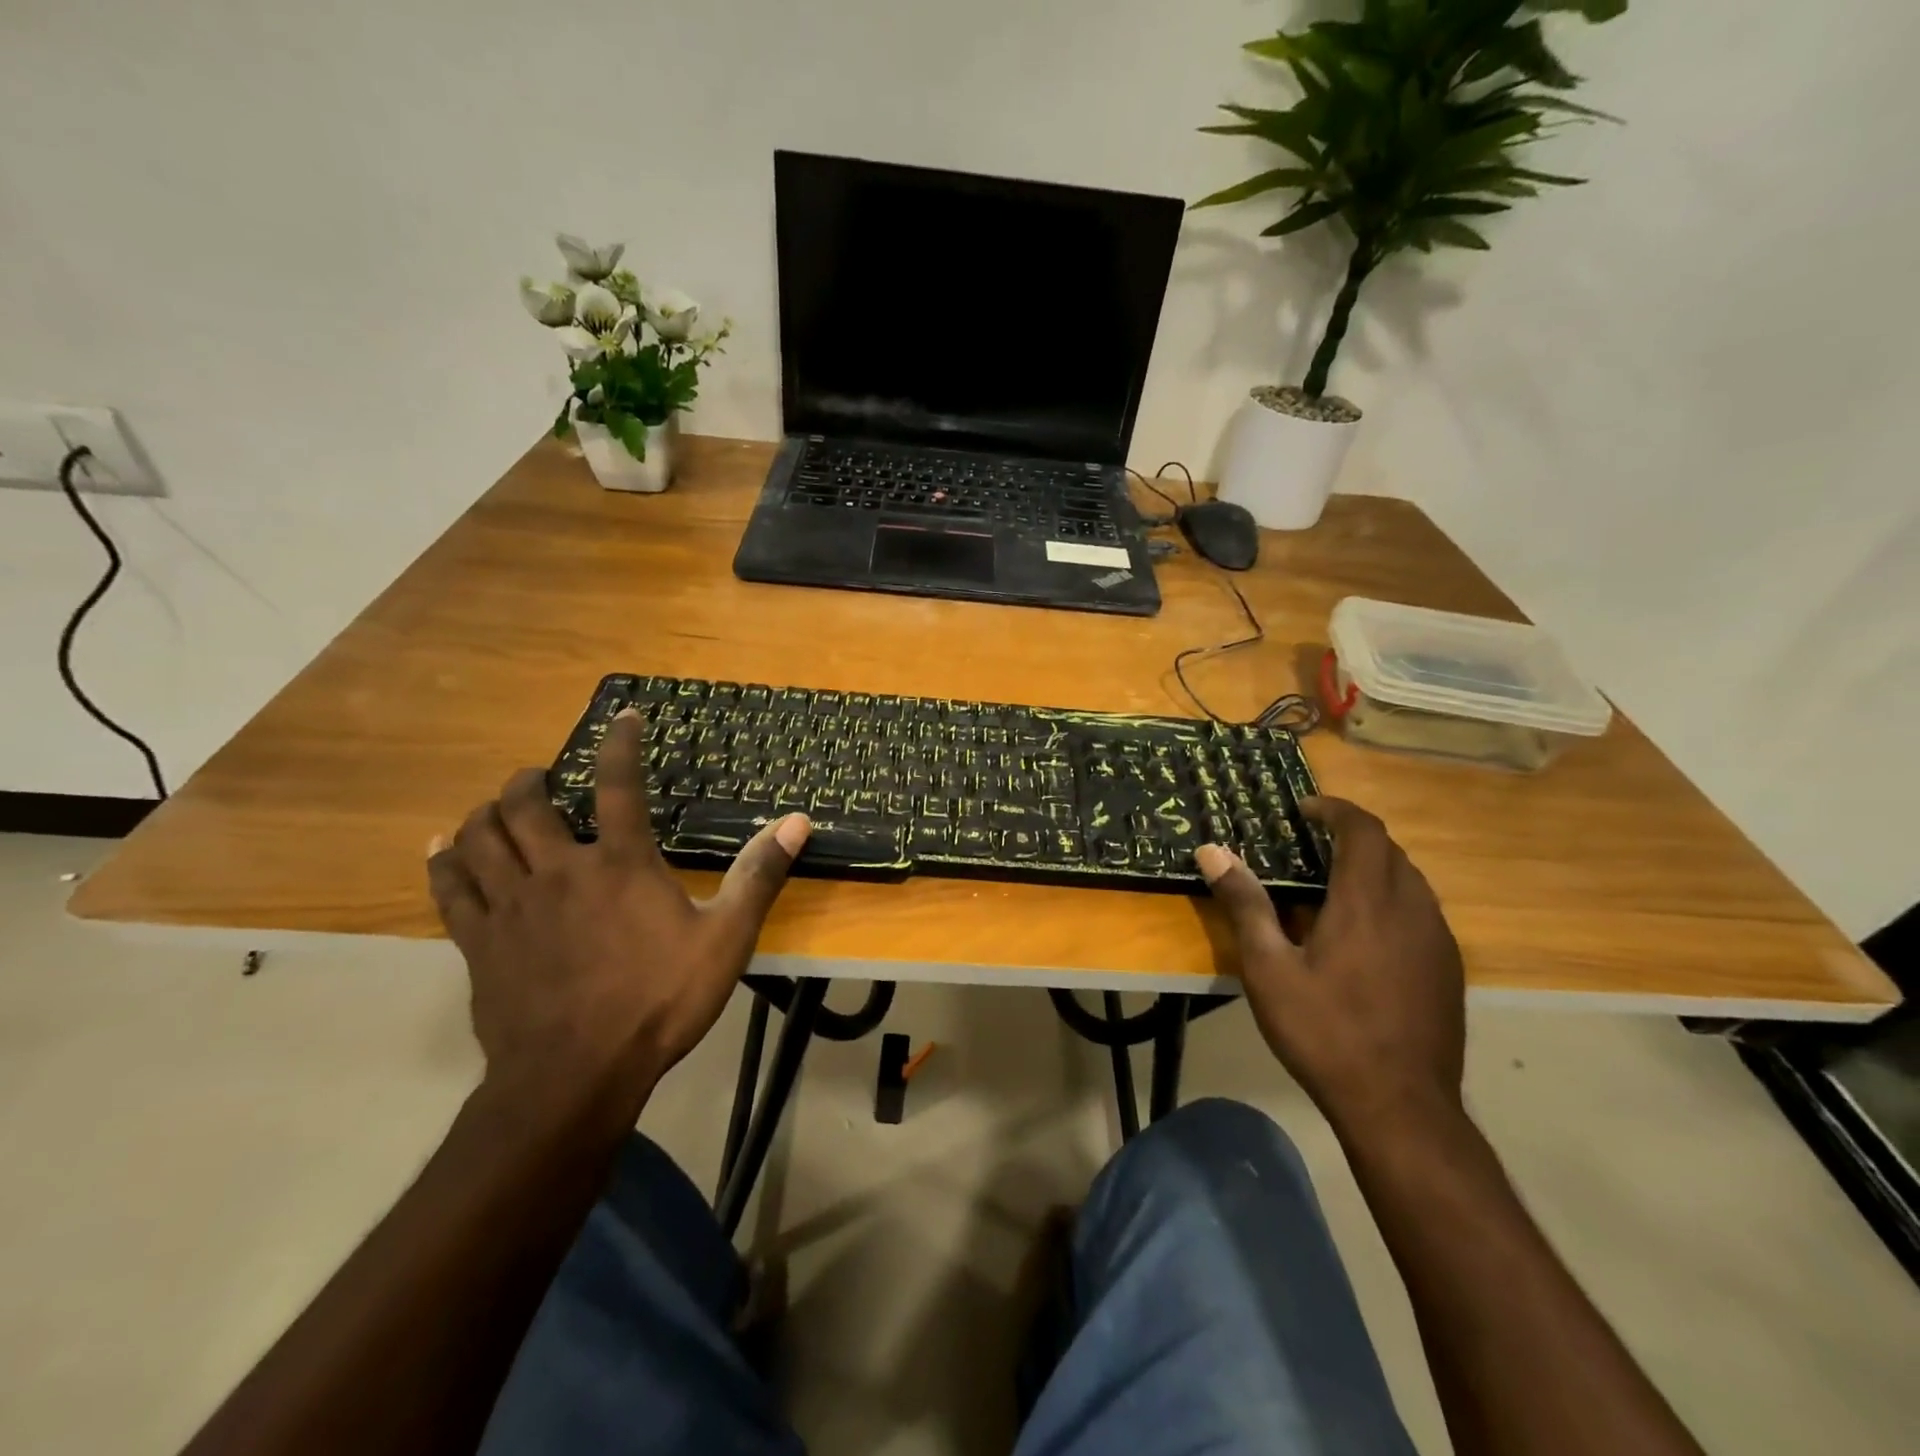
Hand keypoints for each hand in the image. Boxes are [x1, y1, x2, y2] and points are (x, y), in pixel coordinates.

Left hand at [427, 709, 809, 1125]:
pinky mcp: (479, 942)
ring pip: (480, 837)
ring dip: (487, 812)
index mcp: (620, 864)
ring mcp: (512, 905)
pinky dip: (445, 860)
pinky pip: (449, 887)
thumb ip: (758, 876)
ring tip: (499, 807)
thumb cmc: (660, 1001)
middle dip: (532, 780)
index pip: (619, 785)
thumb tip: (797, 821)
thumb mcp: (725, 938)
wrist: (577, 1075)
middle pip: (527, 804)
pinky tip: (443, 849)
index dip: (620, 743)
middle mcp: (559, 869)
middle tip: (542, 777)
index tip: (622, 716)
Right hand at [1195, 797, 1465, 1142]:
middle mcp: (1412, 910)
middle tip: (1310, 846)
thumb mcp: (1268, 968)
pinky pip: (1422, 914)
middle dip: (1352, 837)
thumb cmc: (1325, 1031)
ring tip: (1333, 888)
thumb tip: (1212, 852)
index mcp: (1367, 902)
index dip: (1336, 810)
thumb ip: (1245, 904)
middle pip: (1390, 852)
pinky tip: (1364, 938)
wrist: (1400, 1107)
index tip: (1304, 809)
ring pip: (1410, 882)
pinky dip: (1392, 902)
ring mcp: (1438, 942)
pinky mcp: (1449, 971)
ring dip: (1374, 869)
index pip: (1364, 830)